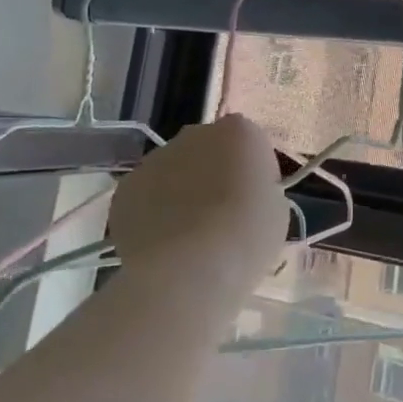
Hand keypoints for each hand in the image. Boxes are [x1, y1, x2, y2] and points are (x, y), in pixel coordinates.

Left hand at [106, 114, 288, 290]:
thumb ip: (258, 189)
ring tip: (187, 236)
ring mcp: (156, 158)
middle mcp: (195, 135)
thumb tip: (241, 195)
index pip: (247, 142)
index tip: (252, 199)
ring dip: (180, 191)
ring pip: (173, 170)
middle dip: (212, 173)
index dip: (250, 171)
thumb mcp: (276, 209)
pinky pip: (146, 195)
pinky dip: (152, 212)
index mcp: (238, 132)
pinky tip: (161, 243)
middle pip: (207, 149)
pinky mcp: (126, 188)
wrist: (191, 269)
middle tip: (220, 215)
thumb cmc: (247, 236)